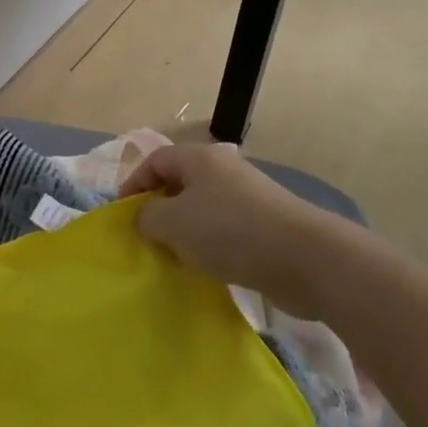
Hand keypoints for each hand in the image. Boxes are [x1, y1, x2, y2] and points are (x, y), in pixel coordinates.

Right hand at [120, 144, 326, 305]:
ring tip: (173, 257)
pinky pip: (224, 230)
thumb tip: (144, 217)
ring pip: (202, 209)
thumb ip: (147, 217)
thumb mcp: (173, 223)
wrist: (304, 259)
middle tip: (146, 239)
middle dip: (159, 210)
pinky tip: (206, 267)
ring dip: (184, 232)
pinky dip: (209, 246)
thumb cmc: (229, 231)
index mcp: (199, 158)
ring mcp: (247, 198)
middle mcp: (223, 171)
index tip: (123, 216)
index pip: (155, 160)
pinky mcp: (264, 226)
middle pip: (179, 183)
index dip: (133, 184)